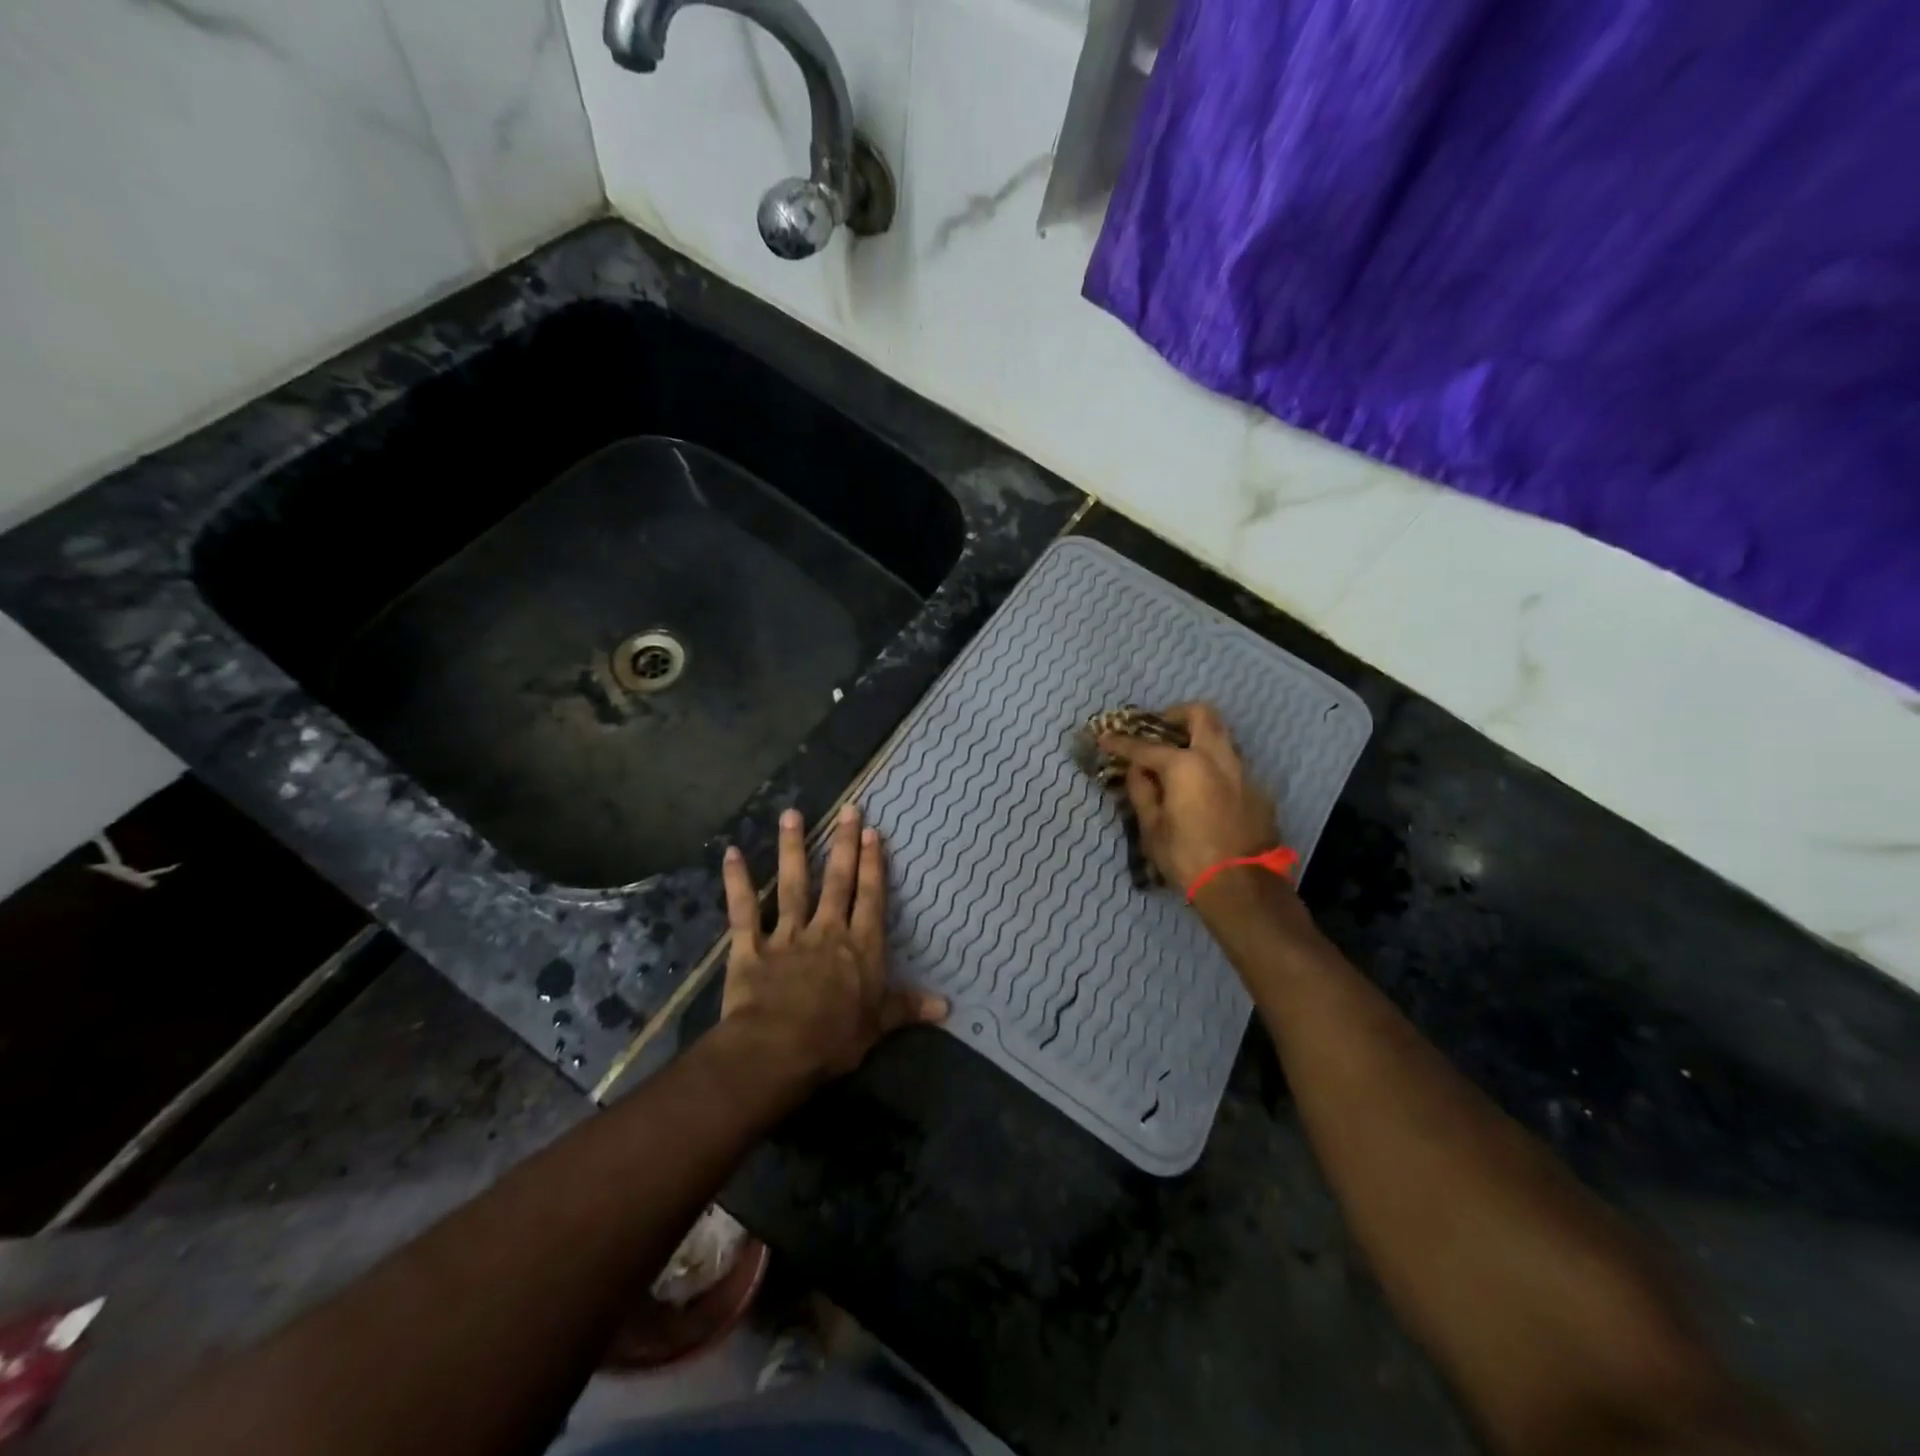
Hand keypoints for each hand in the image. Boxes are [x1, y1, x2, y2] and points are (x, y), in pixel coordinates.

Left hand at [720, 805, 946, 1082]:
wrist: (777, 1049)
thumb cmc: (834, 1039)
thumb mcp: (878, 1025)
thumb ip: (907, 1007)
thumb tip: (947, 1006)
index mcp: (859, 947)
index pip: (869, 897)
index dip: (872, 864)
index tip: (873, 832)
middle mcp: (826, 931)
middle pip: (837, 881)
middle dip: (844, 844)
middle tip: (848, 809)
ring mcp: (787, 935)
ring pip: (792, 884)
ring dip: (792, 848)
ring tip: (792, 814)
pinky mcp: (751, 947)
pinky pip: (743, 910)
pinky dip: (737, 882)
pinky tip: (731, 853)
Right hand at [1098, 702, 1279, 892]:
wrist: (1243, 888)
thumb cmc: (1187, 858)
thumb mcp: (1152, 828)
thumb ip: (1142, 791)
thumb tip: (1137, 771)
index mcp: (1186, 765)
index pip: (1145, 747)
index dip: (1121, 742)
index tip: (1105, 738)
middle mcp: (1218, 759)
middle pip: (1201, 715)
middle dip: (1177, 714)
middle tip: (1160, 727)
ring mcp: (1244, 773)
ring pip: (1222, 738)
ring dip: (1200, 740)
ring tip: (1181, 759)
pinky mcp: (1259, 792)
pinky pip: (1233, 767)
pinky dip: (1214, 768)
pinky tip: (1204, 791)